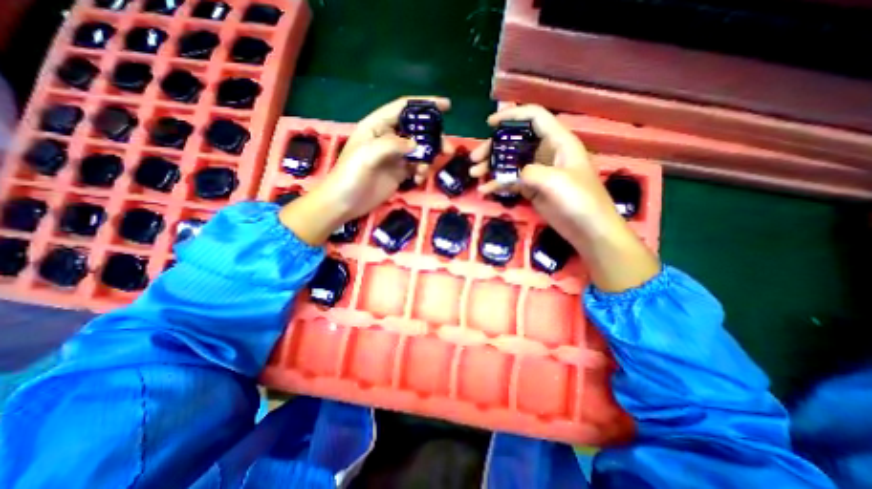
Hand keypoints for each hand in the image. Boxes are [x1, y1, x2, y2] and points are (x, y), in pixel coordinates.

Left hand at [283, 96, 453, 244]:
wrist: (344, 203)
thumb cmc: (350, 176)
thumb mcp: (367, 155)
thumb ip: (392, 145)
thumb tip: (417, 145)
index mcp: (377, 125)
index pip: (403, 108)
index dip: (425, 104)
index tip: (447, 106)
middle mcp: (388, 137)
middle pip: (417, 130)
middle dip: (433, 138)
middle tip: (447, 149)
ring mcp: (394, 156)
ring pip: (419, 150)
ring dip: (428, 159)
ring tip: (426, 171)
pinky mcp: (399, 172)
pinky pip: (417, 167)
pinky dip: (422, 172)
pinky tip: (418, 180)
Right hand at [470, 105, 619, 251]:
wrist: (589, 230)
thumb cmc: (580, 201)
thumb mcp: (556, 181)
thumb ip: (531, 172)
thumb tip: (512, 174)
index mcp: (558, 142)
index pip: (534, 117)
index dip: (512, 116)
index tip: (490, 124)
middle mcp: (547, 153)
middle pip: (516, 141)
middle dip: (494, 147)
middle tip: (475, 159)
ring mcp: (538, 172)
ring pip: (511, 162)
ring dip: (492, 166)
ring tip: (475, 174)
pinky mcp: (533, 189)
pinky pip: (512, 181)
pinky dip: (498, 184)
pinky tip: (485, 191)